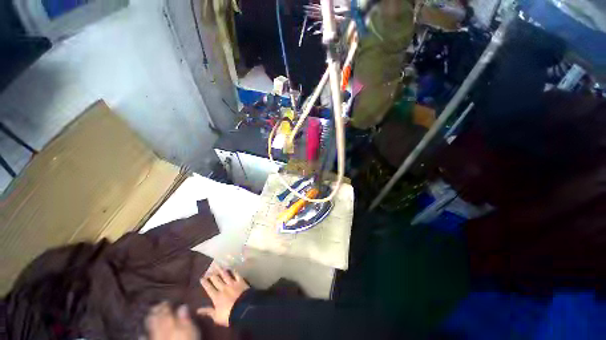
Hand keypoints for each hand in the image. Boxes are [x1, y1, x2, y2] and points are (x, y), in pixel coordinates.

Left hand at [146, 302, 198, 339]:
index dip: (165, 306)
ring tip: (148, 316)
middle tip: (155, 306)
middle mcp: (161, 331)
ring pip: (151, 329)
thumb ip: (185, 320)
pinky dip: (143, 337)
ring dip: (150, 322)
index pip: (166, 313)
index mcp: (170, 324)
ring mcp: (155, 339)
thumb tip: (182, 306)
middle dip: (155, 312)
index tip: (165, 300)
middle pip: (157, 320)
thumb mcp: (190, 331)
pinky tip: (141, 336)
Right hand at [197, 266, 249, 326]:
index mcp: (216, 297)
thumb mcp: (216, 317)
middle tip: (209, 268)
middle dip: (212, 274)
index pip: (209, 288)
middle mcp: (223, 288)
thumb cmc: (229, 315)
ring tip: (218, 264)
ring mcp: (232, 283)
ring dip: (221, 269)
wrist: (243, 309)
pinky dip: (234, 271)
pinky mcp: (240, 281)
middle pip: (216, 280)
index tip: (201, 277)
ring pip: (225, 275)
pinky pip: (236, 274)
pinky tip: (232, 267)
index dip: (205, 283)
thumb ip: (208, 312)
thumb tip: (198, 310)